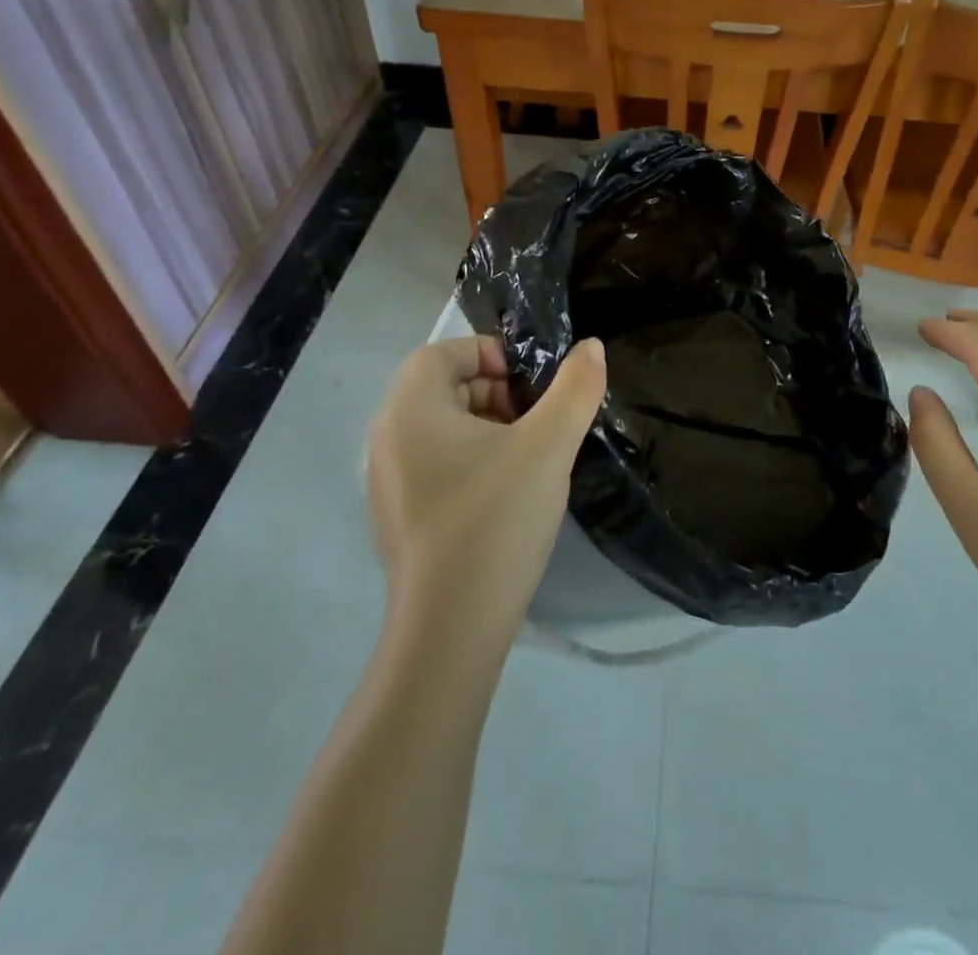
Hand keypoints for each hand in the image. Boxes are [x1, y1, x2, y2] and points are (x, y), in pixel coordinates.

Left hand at [367, 336, 605, 653]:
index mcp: (410, 410)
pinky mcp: (399, 519)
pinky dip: (471, 462)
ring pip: (440, 429)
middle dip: (494, 391)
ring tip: (529, 455)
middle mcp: (387, 439)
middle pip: (441, 388)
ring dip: (486, 427)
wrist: (450, 629)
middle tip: (536, 418)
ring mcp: (387, 484)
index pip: (442, 353)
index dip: (489, 353)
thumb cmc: (495, 519)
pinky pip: (434, 466)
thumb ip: (575, 389)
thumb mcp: (548, 446)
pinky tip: (506, 495)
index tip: (531, 382)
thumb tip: (591, 348)